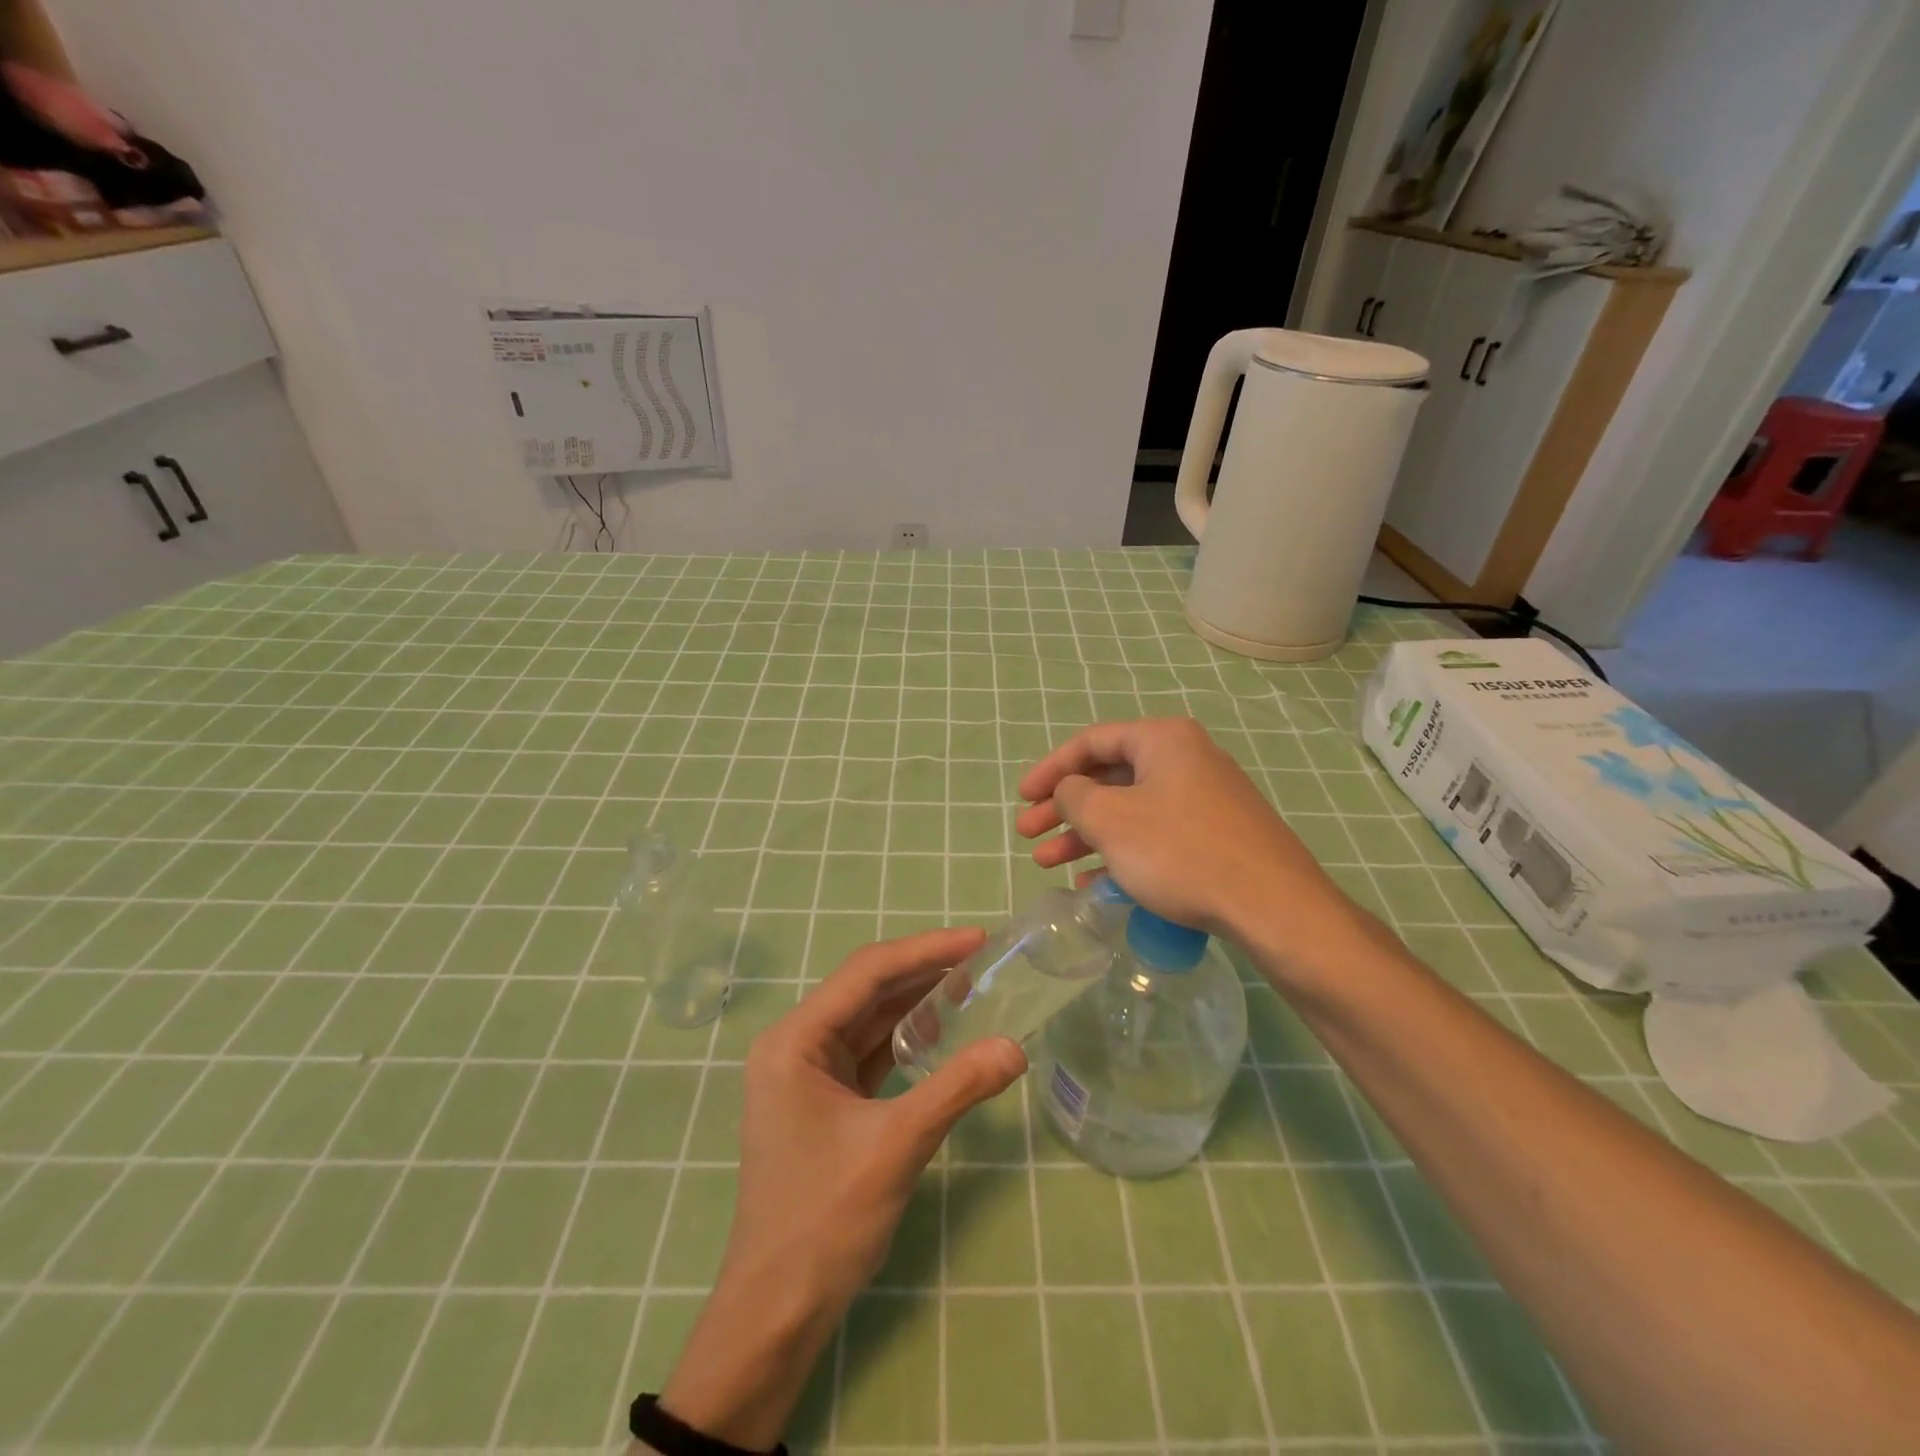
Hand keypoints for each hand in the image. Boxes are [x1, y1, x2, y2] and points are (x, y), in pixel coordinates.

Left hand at [656, 928, 1025, 1450]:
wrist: (776, 1310)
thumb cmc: (824, 1222)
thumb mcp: (896, 1147)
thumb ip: (956, 1088)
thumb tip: (1016, 1048)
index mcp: (795, 1040)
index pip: (867, 973)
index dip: (925, 950)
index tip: (977, 940)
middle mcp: (795, 1044)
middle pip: (867, 990)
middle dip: (924, 972)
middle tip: (982, 961)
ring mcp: (806, 1072)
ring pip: (869, 1019)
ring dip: (916, 1003)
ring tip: (970, 989)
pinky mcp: (822, 1098)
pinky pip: (868, 1051)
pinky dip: (904, 1039)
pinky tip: (939, 1034)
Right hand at [1015, 718, 1370, 960]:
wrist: (1272, 906)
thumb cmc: (1180, 851)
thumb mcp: (1110, 820)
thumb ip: (1074, 796)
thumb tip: (1070, 791)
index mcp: (1163, 740)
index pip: (1091, 741)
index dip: (1050, 769)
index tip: (1023, 798)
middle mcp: (1186, 759)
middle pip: (1108, 777)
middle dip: (1063, 808)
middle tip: (1027, 835)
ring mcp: (1204, 799)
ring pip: (1129, 810)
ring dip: (1085, 835)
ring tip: (1047, 864)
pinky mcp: (1215, 835)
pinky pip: (1155, 835)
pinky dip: (1120, 853)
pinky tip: (1094, 885)